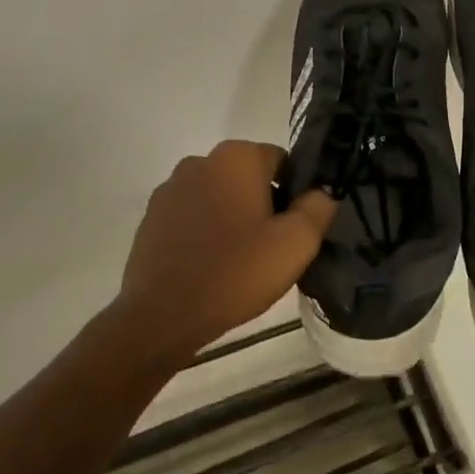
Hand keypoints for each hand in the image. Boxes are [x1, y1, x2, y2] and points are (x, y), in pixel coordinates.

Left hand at [114, 141, 337, 356]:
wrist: (162, 316)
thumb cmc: (236, 272)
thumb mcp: (296, 243)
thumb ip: (318, 207)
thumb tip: (322, 191)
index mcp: (236, 157)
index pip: (282, 161)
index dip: (295, 193)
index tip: (294, 229)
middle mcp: (199, 161)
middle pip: (249, 177)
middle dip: (264, 203)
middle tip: (271, 247)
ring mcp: (170, 189)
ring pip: (220, 195)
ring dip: (233, 216)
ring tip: (240, 259)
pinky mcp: (151, 217)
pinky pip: (193, 215)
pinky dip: (206, 231)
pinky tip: (211, 264)